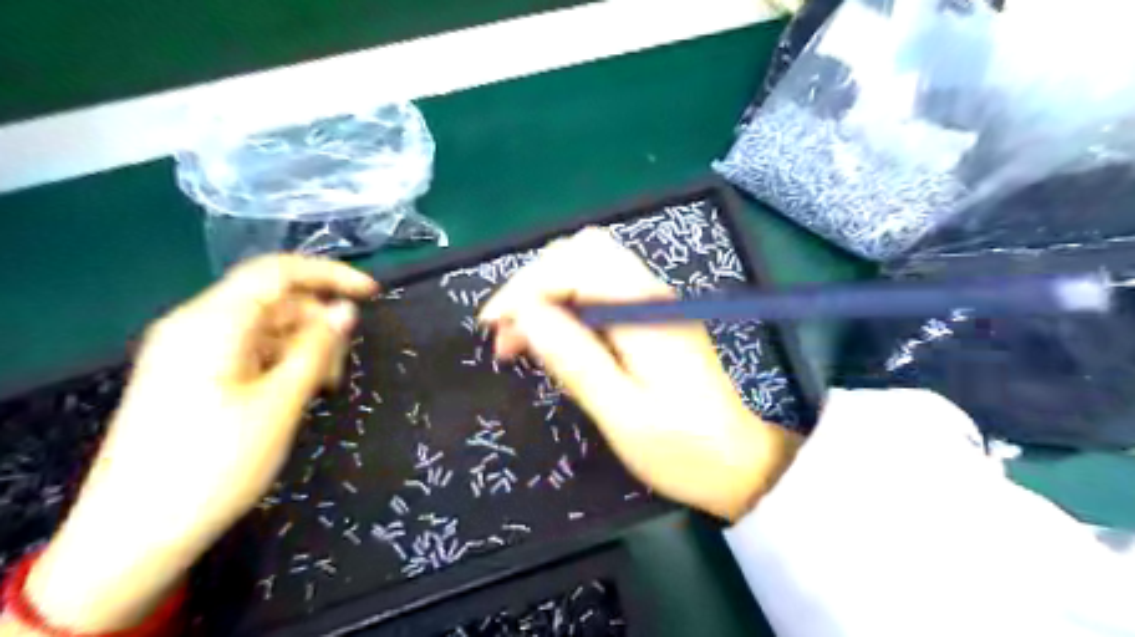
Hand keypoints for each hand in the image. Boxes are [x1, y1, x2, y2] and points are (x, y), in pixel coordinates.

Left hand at [22, 255, 374, 630]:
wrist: (133, 535)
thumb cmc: (214, 466)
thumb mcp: (279, 404)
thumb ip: (316, 349)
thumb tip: (346, 310)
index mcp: (212, 324)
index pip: (278, 272)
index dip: (330, 274)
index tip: (372, 295)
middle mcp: (196, 326)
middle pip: (274, 301)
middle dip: (317, 324)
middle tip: (339, 371)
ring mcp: (189, 351)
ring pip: (265, 327)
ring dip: (303, 347)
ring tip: (321, 390)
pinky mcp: (190, 376)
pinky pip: (248, 350)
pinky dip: (281, 362)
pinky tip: (295, 394)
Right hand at [477, 229, 795, 522]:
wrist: (739, 464)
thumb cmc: (683, 450)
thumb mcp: (622, 415)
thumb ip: (575, 360)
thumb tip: (526, 315)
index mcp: (645, 310)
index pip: (575, 264)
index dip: (526, 287)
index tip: (493, 326)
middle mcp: (652, 292)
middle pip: (581, 252)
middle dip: (534, 283)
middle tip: (507, 333)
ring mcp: (655, 301)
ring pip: (589, 266)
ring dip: (548, 292)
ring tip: (521, 340)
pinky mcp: (653, 317)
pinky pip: (601, 290)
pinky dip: (567, 304)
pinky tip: (554, 339)